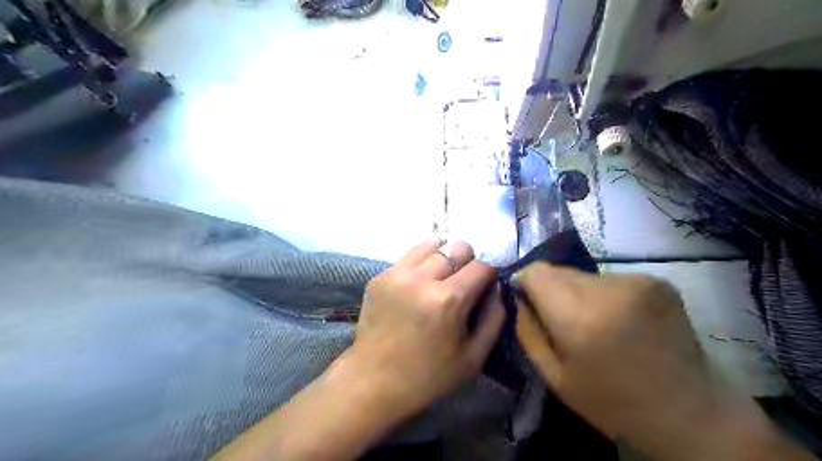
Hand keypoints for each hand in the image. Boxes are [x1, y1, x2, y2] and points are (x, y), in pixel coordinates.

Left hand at [342, 240, 507, 419]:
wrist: (373, 381)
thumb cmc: (428, 376)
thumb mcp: (473, 358)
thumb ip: (494, 318)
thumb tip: (497, 287)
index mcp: (448, 300)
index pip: (481, 266)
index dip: (489, 275)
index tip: (484, 288)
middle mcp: (421, 278)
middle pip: (458, 246)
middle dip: (468, 261)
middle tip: (462, 283)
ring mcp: (397, 274)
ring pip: (433, 244)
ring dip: (444, 256)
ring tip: (440, 278)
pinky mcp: (379, 276)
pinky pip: (409, 256)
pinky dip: (421, 263)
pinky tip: (418, 285)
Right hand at [516, 264, 778, 459]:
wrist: (689, 414)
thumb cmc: (611, 402)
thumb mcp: (554, 376)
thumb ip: (528, 330)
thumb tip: (518, 297)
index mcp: (578, 317)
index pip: (536, 272)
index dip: (526, 282)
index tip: (529, 300)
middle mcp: (607, 290)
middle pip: (559, 270)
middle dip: (553, 290)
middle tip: (564, 319)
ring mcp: (636, 281)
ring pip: (585, 275)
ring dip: (580, 293)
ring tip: (596, 322)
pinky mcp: (657, 281)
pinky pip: (611, 279)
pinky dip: (606, 295)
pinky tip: (621, 321)